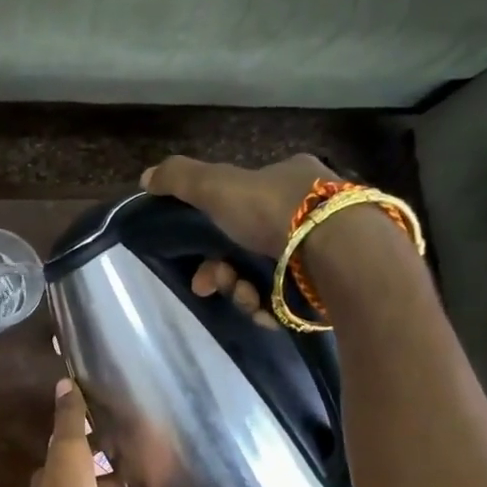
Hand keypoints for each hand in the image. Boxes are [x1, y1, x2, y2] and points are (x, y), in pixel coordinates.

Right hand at [141, 152, 341, 329]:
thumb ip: (180, 179)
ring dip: (242, 290)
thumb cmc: (277, 212)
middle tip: (210, 284)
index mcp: (290, 178)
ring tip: (245, 297)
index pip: (244, 201)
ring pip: (264, 276)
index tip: (195, 251)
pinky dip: (269, 307)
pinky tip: (265, 309)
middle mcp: (311, 210)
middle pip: (248, 245)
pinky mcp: (332, 286)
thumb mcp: (218, 186)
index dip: (212, 228)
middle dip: (222, 269)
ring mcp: (324, 250)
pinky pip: (286, 300)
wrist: (341, 255)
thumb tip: (145, 176)